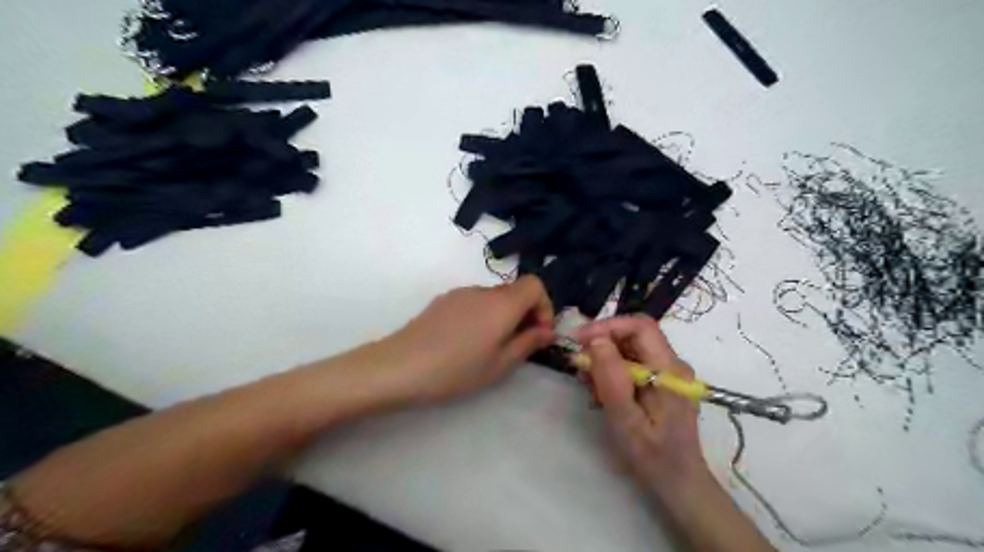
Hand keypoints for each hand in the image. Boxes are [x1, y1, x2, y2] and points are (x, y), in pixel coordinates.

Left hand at [381, 278, 556, 402]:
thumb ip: (528, 343)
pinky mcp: (443, 300)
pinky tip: (466, 342)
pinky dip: (483, 315)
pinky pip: (474, 301)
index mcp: (502, 304)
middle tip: (518, 344)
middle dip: (525, 313)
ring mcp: (460, 293)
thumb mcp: (499, 365)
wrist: (400, 366)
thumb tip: (546, 330)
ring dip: (503, 315)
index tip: (539, 332)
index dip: (544, 305)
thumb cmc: (456, 370)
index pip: (535, 284)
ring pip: (494, 297)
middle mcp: (483, 291)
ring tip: (490, 347)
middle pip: (515, 290)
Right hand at [578, 314, 707, 500]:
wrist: (678, 482)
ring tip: (587, 381)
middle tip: (579, 363)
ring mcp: (668, 372)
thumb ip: (612, 378)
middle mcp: (673, 364)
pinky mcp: (661, 381)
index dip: (608, 327)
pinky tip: (600, 389)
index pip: (641, 327)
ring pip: (631, 347)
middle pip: (635, 335)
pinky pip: (633, 362)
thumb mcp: (626, 420)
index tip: (579, 340)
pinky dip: (612, 369)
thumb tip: (595, 340)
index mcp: (670, 370)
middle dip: (602, 342)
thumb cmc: (652, 456)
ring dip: (604, 357)